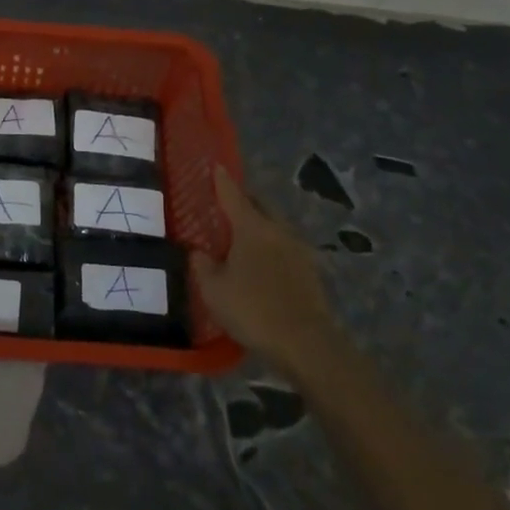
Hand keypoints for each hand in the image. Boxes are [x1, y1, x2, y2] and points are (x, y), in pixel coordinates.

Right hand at [192, 168, 336, 364]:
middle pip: (259, 204)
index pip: (232, 194)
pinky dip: (271, 245)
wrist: (306, 343)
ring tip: (242, 235)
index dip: (221, 180)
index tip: (215, 166)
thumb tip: (198, 251)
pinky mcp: (310, 270)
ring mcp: (298, 249)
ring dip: (259, 223)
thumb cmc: (253, 309)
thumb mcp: (213, 290)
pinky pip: (285, 246)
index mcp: (251, 227)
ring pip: (275, 224)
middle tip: (225, 204)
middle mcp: (277, 230)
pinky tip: (262, 261)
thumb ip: (202, 265)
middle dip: (244, 199)